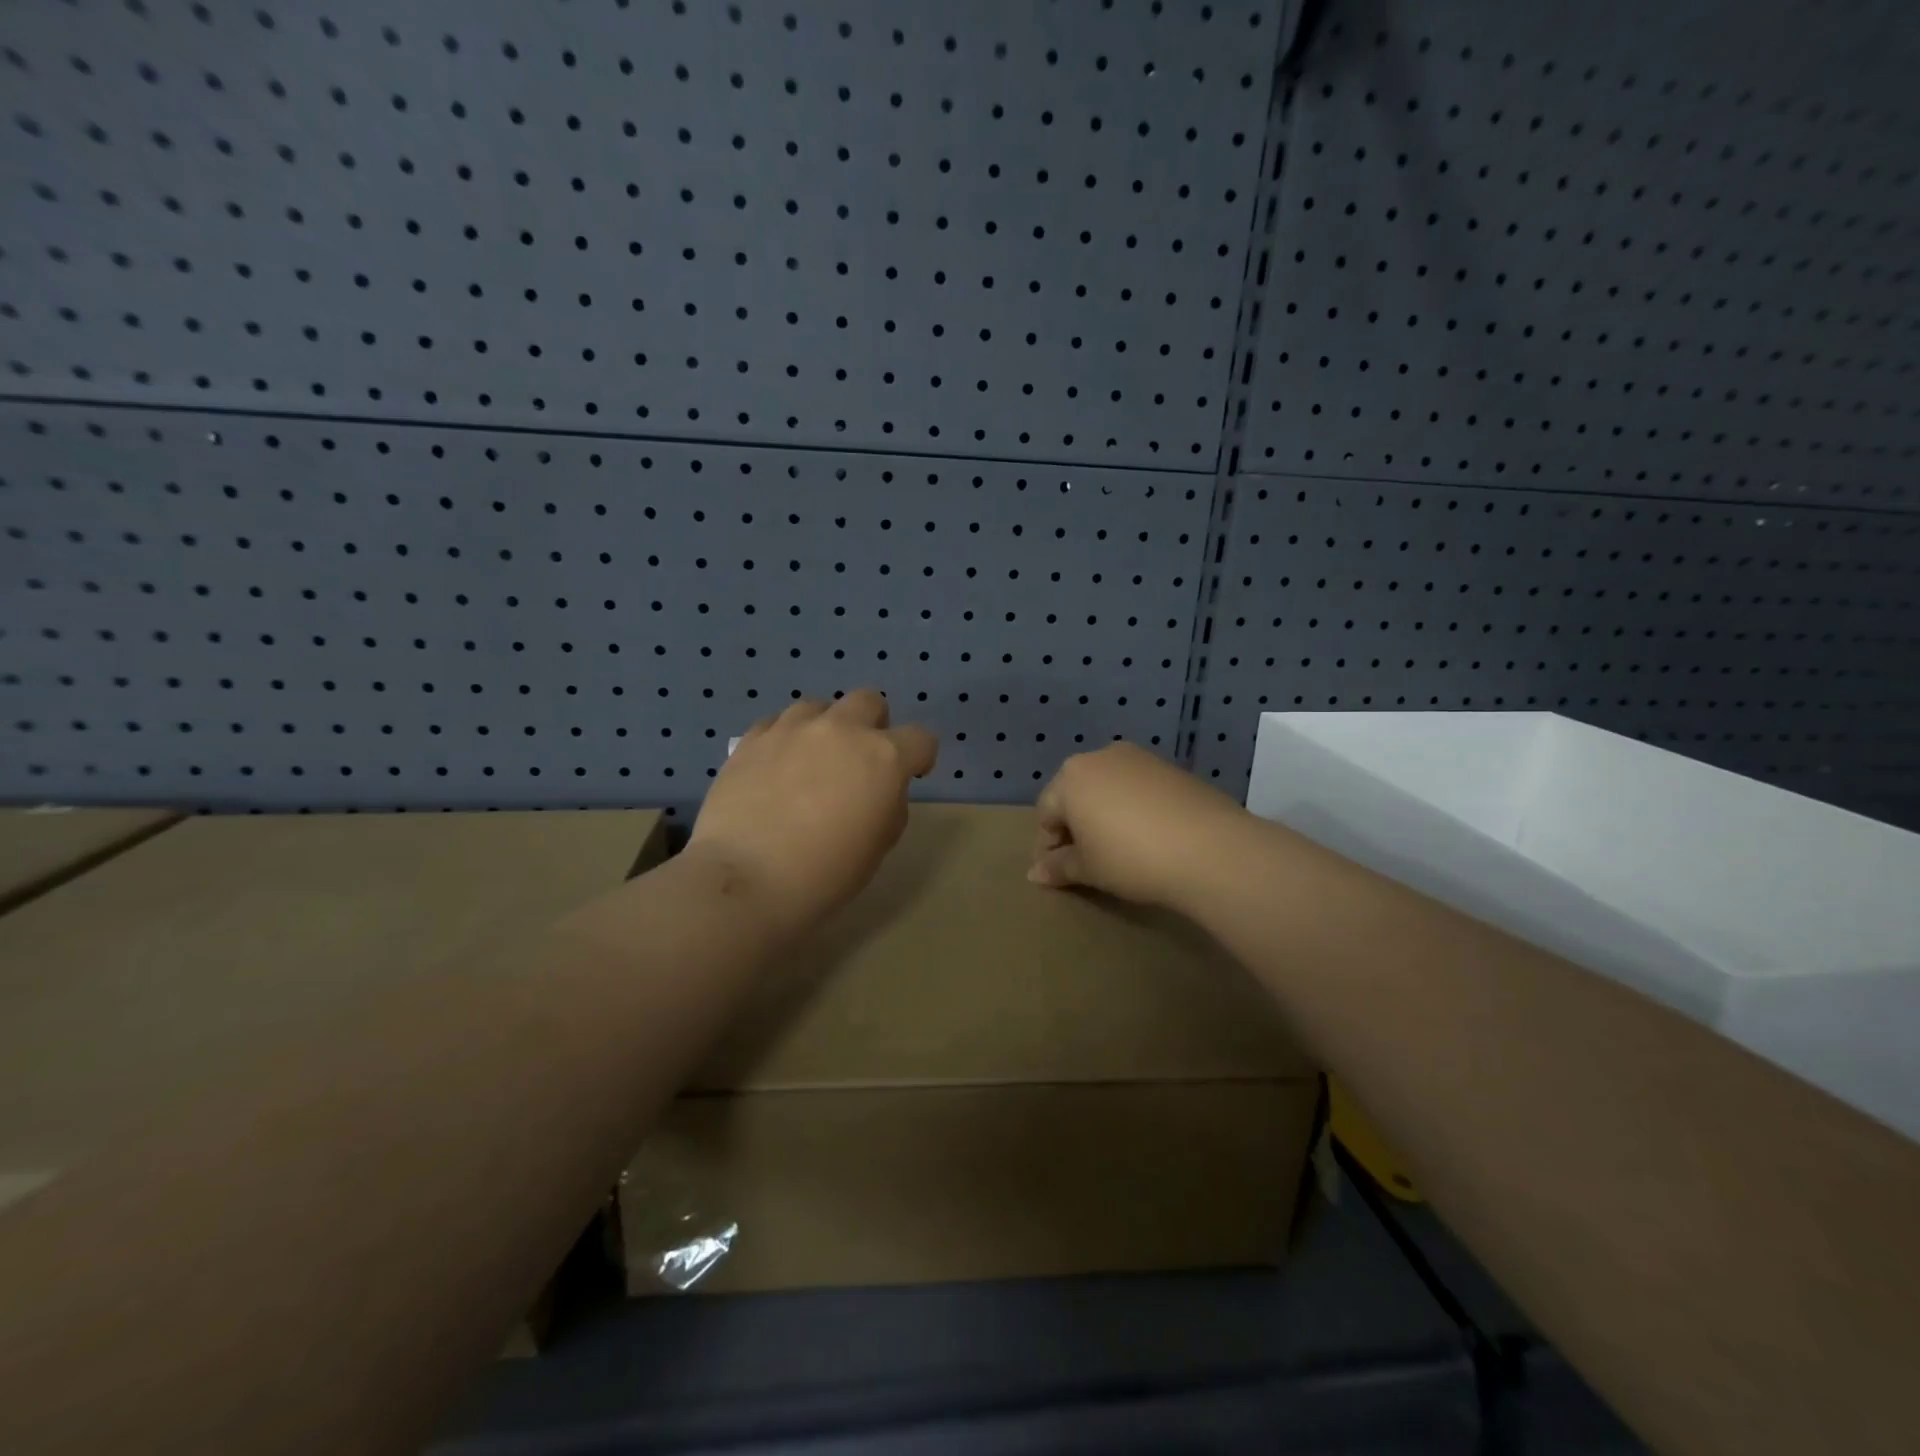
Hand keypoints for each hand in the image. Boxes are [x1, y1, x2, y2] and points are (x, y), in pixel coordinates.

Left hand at [691, 690, 937, 937]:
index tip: (911, 775)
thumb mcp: (879, 847)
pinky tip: (775, 768)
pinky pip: (777, 723)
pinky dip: (785, 739)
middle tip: (859, 760)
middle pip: (869, 701)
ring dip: (825, 728)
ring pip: (818, 707)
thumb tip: (877, 790)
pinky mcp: (752, 738)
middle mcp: (841, 730)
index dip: (920, 757)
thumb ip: (888, 805)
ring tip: (811, 762)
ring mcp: (792, 729)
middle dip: (873, 725)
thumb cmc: (825, 874)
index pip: (921, 738)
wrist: (747, 879)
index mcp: (883, 758)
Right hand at [1029, 744, 1247, 910]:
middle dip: (1076, 827)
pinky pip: (1138, 788)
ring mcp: (1139, 758)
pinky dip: (1134, 809)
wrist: (1208, 848)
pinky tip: (1149, 837)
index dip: (1048, 846)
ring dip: (1105, 816)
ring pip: (1108, 788)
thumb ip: (1057, 867)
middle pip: (1076, 794)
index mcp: (1070, 776)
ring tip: (1118, 850)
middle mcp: (1100, 756)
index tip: (1059, 873)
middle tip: (1086, 862)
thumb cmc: (1131, 857)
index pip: (1046, 813)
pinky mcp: (1171, 768)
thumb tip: (1034, 874)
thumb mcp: (1088, 868)